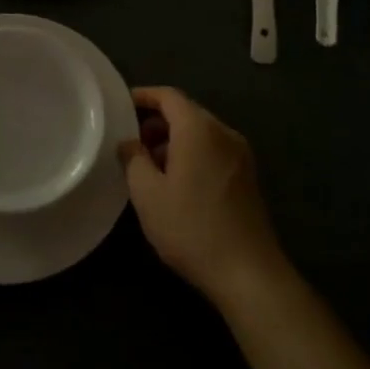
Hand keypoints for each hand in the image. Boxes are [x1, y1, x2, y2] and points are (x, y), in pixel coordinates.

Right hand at [119, 87, 285, 309]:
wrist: (248, 272)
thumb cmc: (191, 227)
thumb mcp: (148, 194)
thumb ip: (133, 159)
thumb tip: (129, 142)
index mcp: (199, 129)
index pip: (169, 96)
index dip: (143, 96)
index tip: (121, 106)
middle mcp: (223, 133)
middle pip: (186, 112)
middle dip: (156, 121)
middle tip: (131, 141)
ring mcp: (240, 154)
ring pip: (201, 133)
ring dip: (173, 140)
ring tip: (149, 165)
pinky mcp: (247, 176)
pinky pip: (213, 150)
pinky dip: (192, 154)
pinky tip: (176, 182)